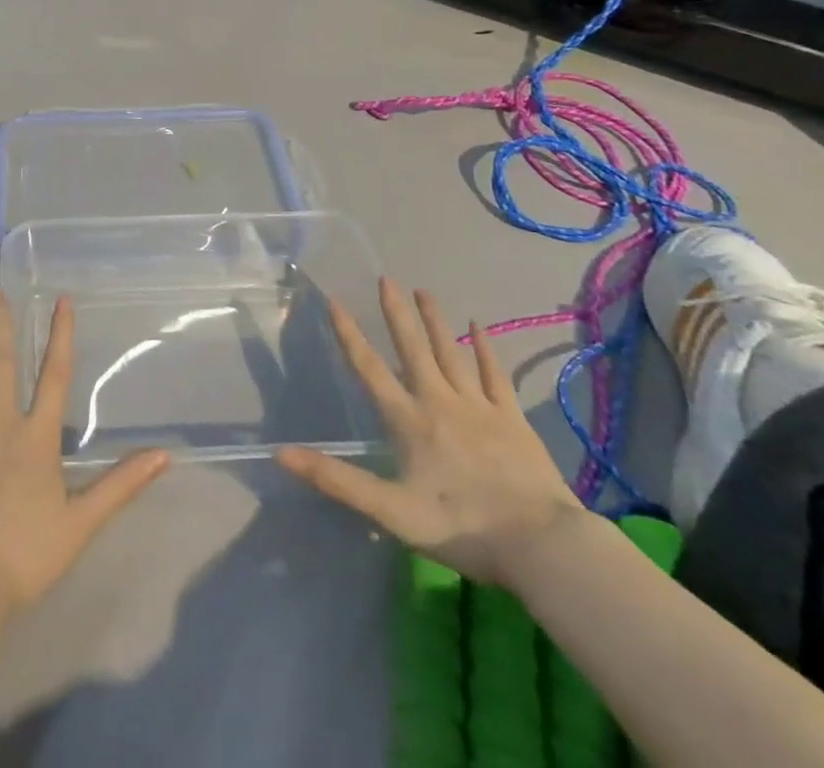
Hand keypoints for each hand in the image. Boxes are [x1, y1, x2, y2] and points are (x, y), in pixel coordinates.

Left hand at [0, 291, 170, 617]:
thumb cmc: (24, 556)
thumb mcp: (81, 524)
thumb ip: (121, 485)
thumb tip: (164, 456)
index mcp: (37, 438)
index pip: (54, 376)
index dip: (60, 336)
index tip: (62, 301)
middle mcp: (1, 422)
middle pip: (3, 362)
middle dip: (2, 323)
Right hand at [277, 278, 582, 585]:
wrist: (542, 545)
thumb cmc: (461, 528)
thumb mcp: (391, 511)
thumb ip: (337, 480)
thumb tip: (281, 454)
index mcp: (409, 421)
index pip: (370, 368)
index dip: (349, 334)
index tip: (336, 300)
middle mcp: (439, 402)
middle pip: (413, 349)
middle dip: (396, 313)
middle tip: (386, 278)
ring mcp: (479, 407)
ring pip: (451, 353)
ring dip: (435, 321)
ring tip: (423, 291)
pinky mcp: (512, 419)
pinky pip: (494, 375)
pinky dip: (486, 348)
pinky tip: (479, 326)